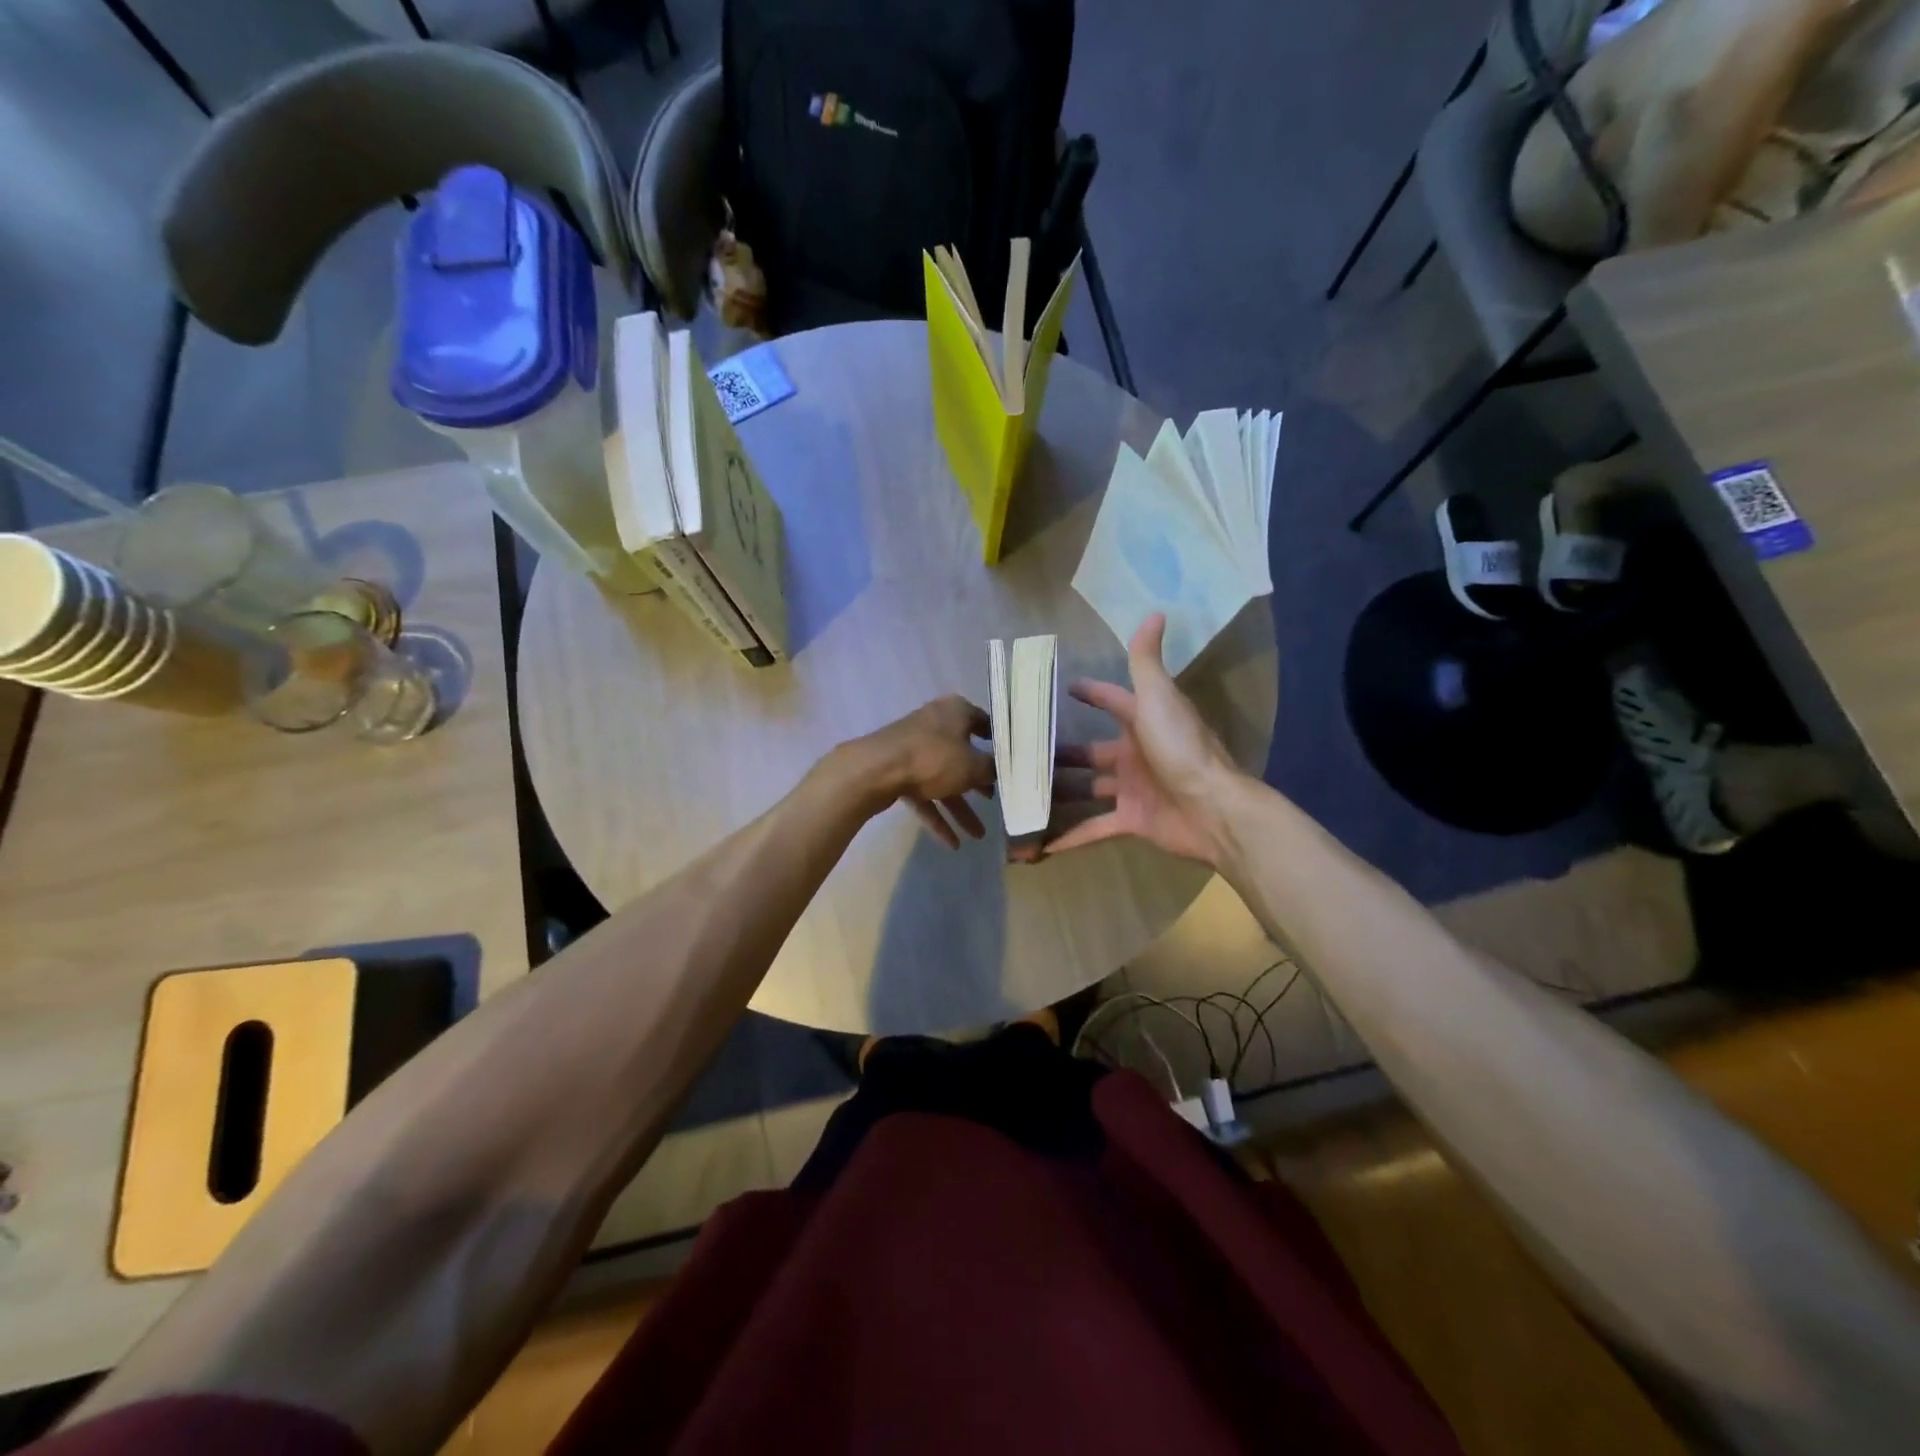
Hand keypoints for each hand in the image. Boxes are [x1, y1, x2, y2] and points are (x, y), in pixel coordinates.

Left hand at [841, 695, 995, 848]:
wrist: (875, 770)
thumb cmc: (933, 758)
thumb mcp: (972, 766)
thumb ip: (991, 769)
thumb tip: (998, 770)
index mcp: (956, 712)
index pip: (984, 722)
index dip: (999, 742)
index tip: (1011, 761)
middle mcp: (936, 725)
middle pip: (964, 755)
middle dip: (979, 783)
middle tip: (996, 800)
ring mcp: (915, 750)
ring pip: (944, 780)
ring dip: (961, 808)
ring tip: (979, 835)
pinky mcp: (899, 771)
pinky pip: (925, 795)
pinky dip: (938, 816)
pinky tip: (953, 843)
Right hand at [1047, 615, 1240, 865]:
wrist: (1213, 808)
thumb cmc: (1181, 748)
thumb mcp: (1158, 698)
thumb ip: (1147, 661)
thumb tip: (1155, 611)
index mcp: (1142, 722)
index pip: (1112, 701)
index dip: (1090, 693)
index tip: (1062, 689)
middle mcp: (1135, 754)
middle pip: (1090, 751)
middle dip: (1062, 752)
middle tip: (1023, 753)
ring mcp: (1132, 789)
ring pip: (1088, 789)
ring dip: (1060, 793)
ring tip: (1022, 794)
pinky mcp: (1132, 820)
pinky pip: (1095, 827)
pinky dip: (1071, 836)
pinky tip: (1041, 843)